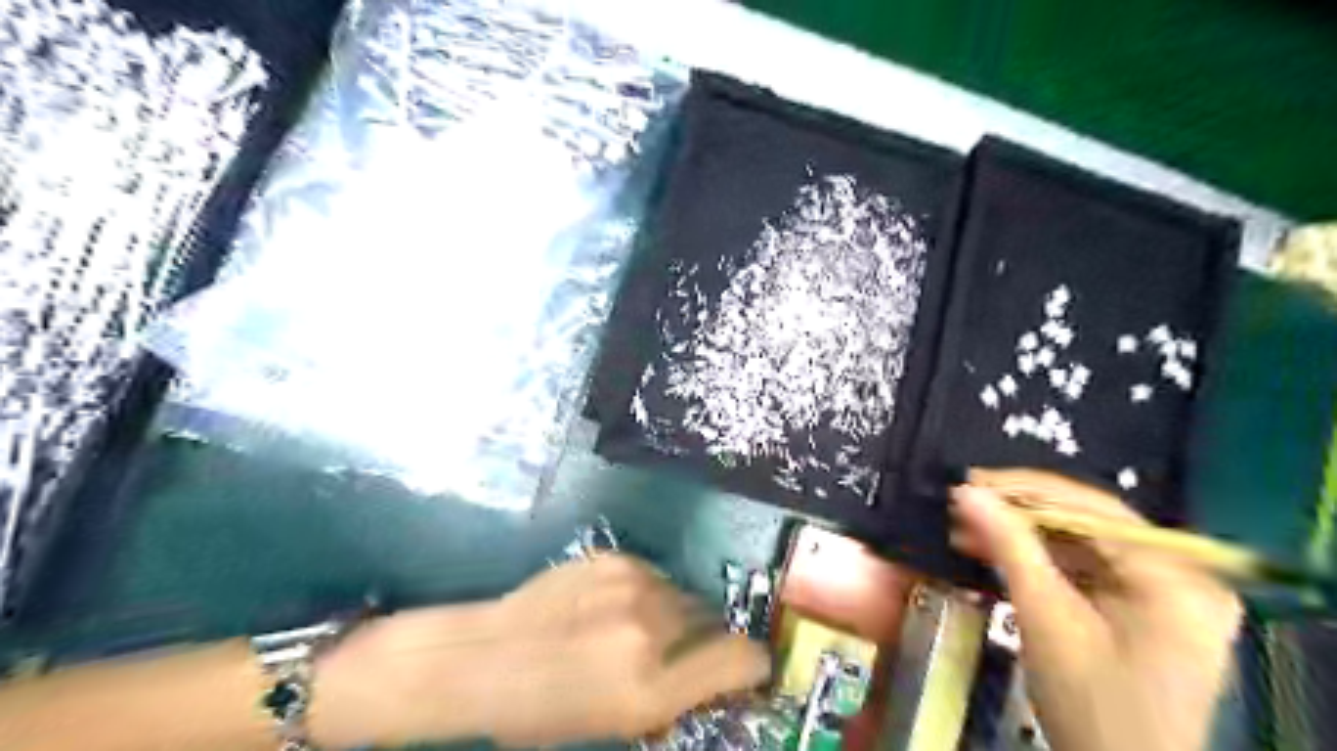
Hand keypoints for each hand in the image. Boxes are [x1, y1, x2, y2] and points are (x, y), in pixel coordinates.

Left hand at [486, 551, 769, 744]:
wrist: (486, 658)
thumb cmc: (545, 710)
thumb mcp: (617, 721)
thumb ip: (673, 694)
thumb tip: (713, 672)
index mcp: (651, 689)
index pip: (740, 659)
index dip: (752, 663)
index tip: (749, 666)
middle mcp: (651, 630)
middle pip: (713, 621)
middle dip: (705, 638)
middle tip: (677, 651)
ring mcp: (632, 586)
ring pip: (683, 594)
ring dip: (674, 612)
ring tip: (637, 626)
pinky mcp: (615, 558)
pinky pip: (654, 576)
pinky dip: (647, 592)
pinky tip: (614, 605)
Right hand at [951, 468, 1243, 750]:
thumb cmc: (1091, 706)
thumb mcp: (1046, 619)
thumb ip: (1008, 546)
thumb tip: (965, 491)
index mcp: (1176, 577)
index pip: (1093, 508)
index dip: (1026, 489)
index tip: (970, 481)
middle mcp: (1183, 574)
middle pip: (1088, 523)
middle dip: (1019, 514)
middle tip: (963, 505)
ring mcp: (1167, 592)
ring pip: (1081, 543)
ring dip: (1022, 536)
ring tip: (966, 529)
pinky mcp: (1145, 608)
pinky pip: (1085, 567)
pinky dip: (1039, 561)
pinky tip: (994, 554)